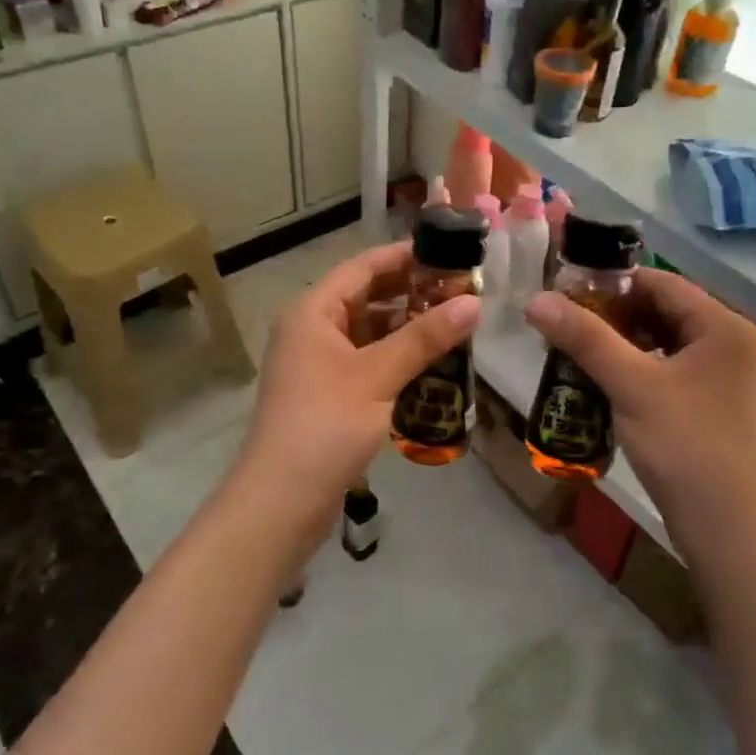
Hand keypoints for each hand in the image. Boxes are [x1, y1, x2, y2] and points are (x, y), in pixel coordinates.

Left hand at [233, 243, 479, 550]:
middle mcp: (312, 330)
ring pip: (369, 332)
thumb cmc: (325, 425)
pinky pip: (367, 362)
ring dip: (407, 328)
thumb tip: (474, 302)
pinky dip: (396, 359)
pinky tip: (432, 364)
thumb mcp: (378, 376)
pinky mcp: (328, 395)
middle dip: (412, 293)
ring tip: (455, 325)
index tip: (449, 253)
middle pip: (366, 298)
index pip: (363, 267)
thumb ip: (425, 337)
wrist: (281, 501)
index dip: (405, 257)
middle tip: (462, 291)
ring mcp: (318, 364)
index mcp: (313, 312)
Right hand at [525, 268, 755, 562]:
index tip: (565, 289)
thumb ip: (585, 338)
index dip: (611, 281)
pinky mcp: (711, 404)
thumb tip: (535, 300)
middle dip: (612, 314)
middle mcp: (728, 343)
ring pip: (662, 342)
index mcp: (722, 326)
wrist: (728, 530)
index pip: (661, 282)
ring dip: (620, 342)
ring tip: (574, 348)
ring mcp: (722, 377)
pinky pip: (667, 369)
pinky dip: (635, 368)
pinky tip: (601, 379)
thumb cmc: (685, 446)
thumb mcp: (631, 386)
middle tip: (564, 321)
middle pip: (662, 310)